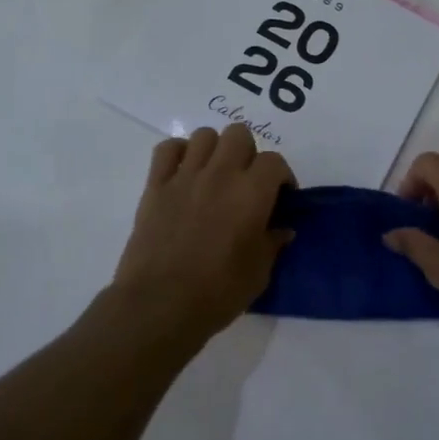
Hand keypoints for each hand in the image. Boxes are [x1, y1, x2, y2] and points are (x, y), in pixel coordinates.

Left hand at [102, 124, 294, 352]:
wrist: (160, 304)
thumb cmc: (217, 292)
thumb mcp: (259, 273)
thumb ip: (272, 243)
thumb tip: (282, 229)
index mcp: (252, 193)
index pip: (274, 161)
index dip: (281, 176)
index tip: (281, 196)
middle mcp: (220, 174)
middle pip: (239, 134)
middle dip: (249, 153)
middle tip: (247, 182)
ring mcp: (185, 176)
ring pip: (205, 135)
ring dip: (215, 150)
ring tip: (216, 176)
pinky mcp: (156, 185)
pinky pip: (167, 149)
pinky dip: (178, 153)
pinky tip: (184, 173)